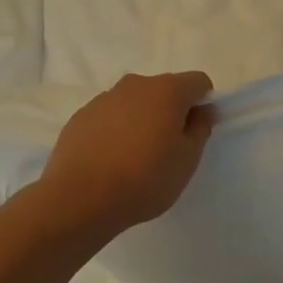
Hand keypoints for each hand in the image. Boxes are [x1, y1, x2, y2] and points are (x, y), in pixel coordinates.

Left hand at [36, 72, 216, 238]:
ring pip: (135, 102)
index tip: (196, 132)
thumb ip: (201, 129)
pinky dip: (116, 130)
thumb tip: (203, 110)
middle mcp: (136, 84)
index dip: (203, 103)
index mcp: (167, 90)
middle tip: (167, 148)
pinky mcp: (81, 116)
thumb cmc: (144, 179)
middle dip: (171, 111)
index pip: (198, 82)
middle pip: (164, 89)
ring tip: (134, 157)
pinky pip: (109, 116)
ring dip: (142, 119)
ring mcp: (105, 98)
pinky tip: (109, 160)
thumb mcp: (187, 160)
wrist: (79, 200)